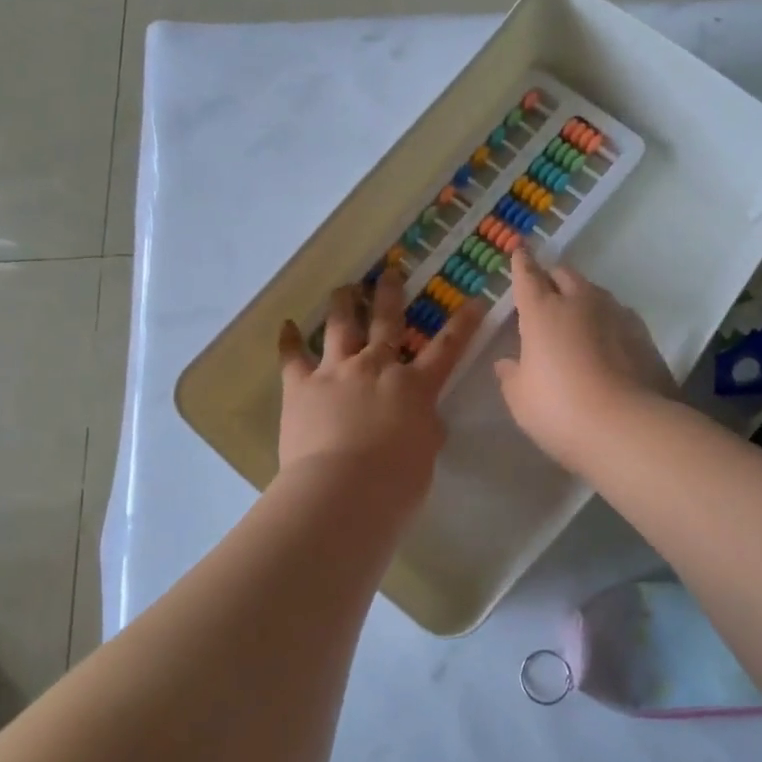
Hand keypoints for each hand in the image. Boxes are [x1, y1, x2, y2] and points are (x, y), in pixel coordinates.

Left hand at [277, 272, 485, 508]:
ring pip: (340, 326)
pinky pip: (292, 356)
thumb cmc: (396, 481)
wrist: (343, 489)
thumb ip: (425, 429)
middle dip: (390, 294)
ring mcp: (337, 371)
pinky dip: (289, 340)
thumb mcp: (426, 454)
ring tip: (344, 288)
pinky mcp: (301, 385)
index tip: (474, 300)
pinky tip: (286, 326)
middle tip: (390, 272)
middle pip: (386, 322)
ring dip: (343, 303)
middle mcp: (377, 367)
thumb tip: (422, 418)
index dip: (463, 324)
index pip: (447, 349)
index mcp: (415, 386)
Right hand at [494, 250, 673, 470]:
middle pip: (565, 276)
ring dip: (582, 297)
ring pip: (595, 293)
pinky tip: (606, 340)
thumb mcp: (521, 399)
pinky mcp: (644, 337)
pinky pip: (619, 316)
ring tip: (576, 315)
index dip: (521, 263)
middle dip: (552, 277)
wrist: (628, 427)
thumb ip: (512, 376)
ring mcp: (617, 316)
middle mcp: (580, 304)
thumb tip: (507, 363)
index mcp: (543, 313)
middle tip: (545, 288)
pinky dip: (607, 321)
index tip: (520, 250)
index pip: (528, 277)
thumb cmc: (560, 410)